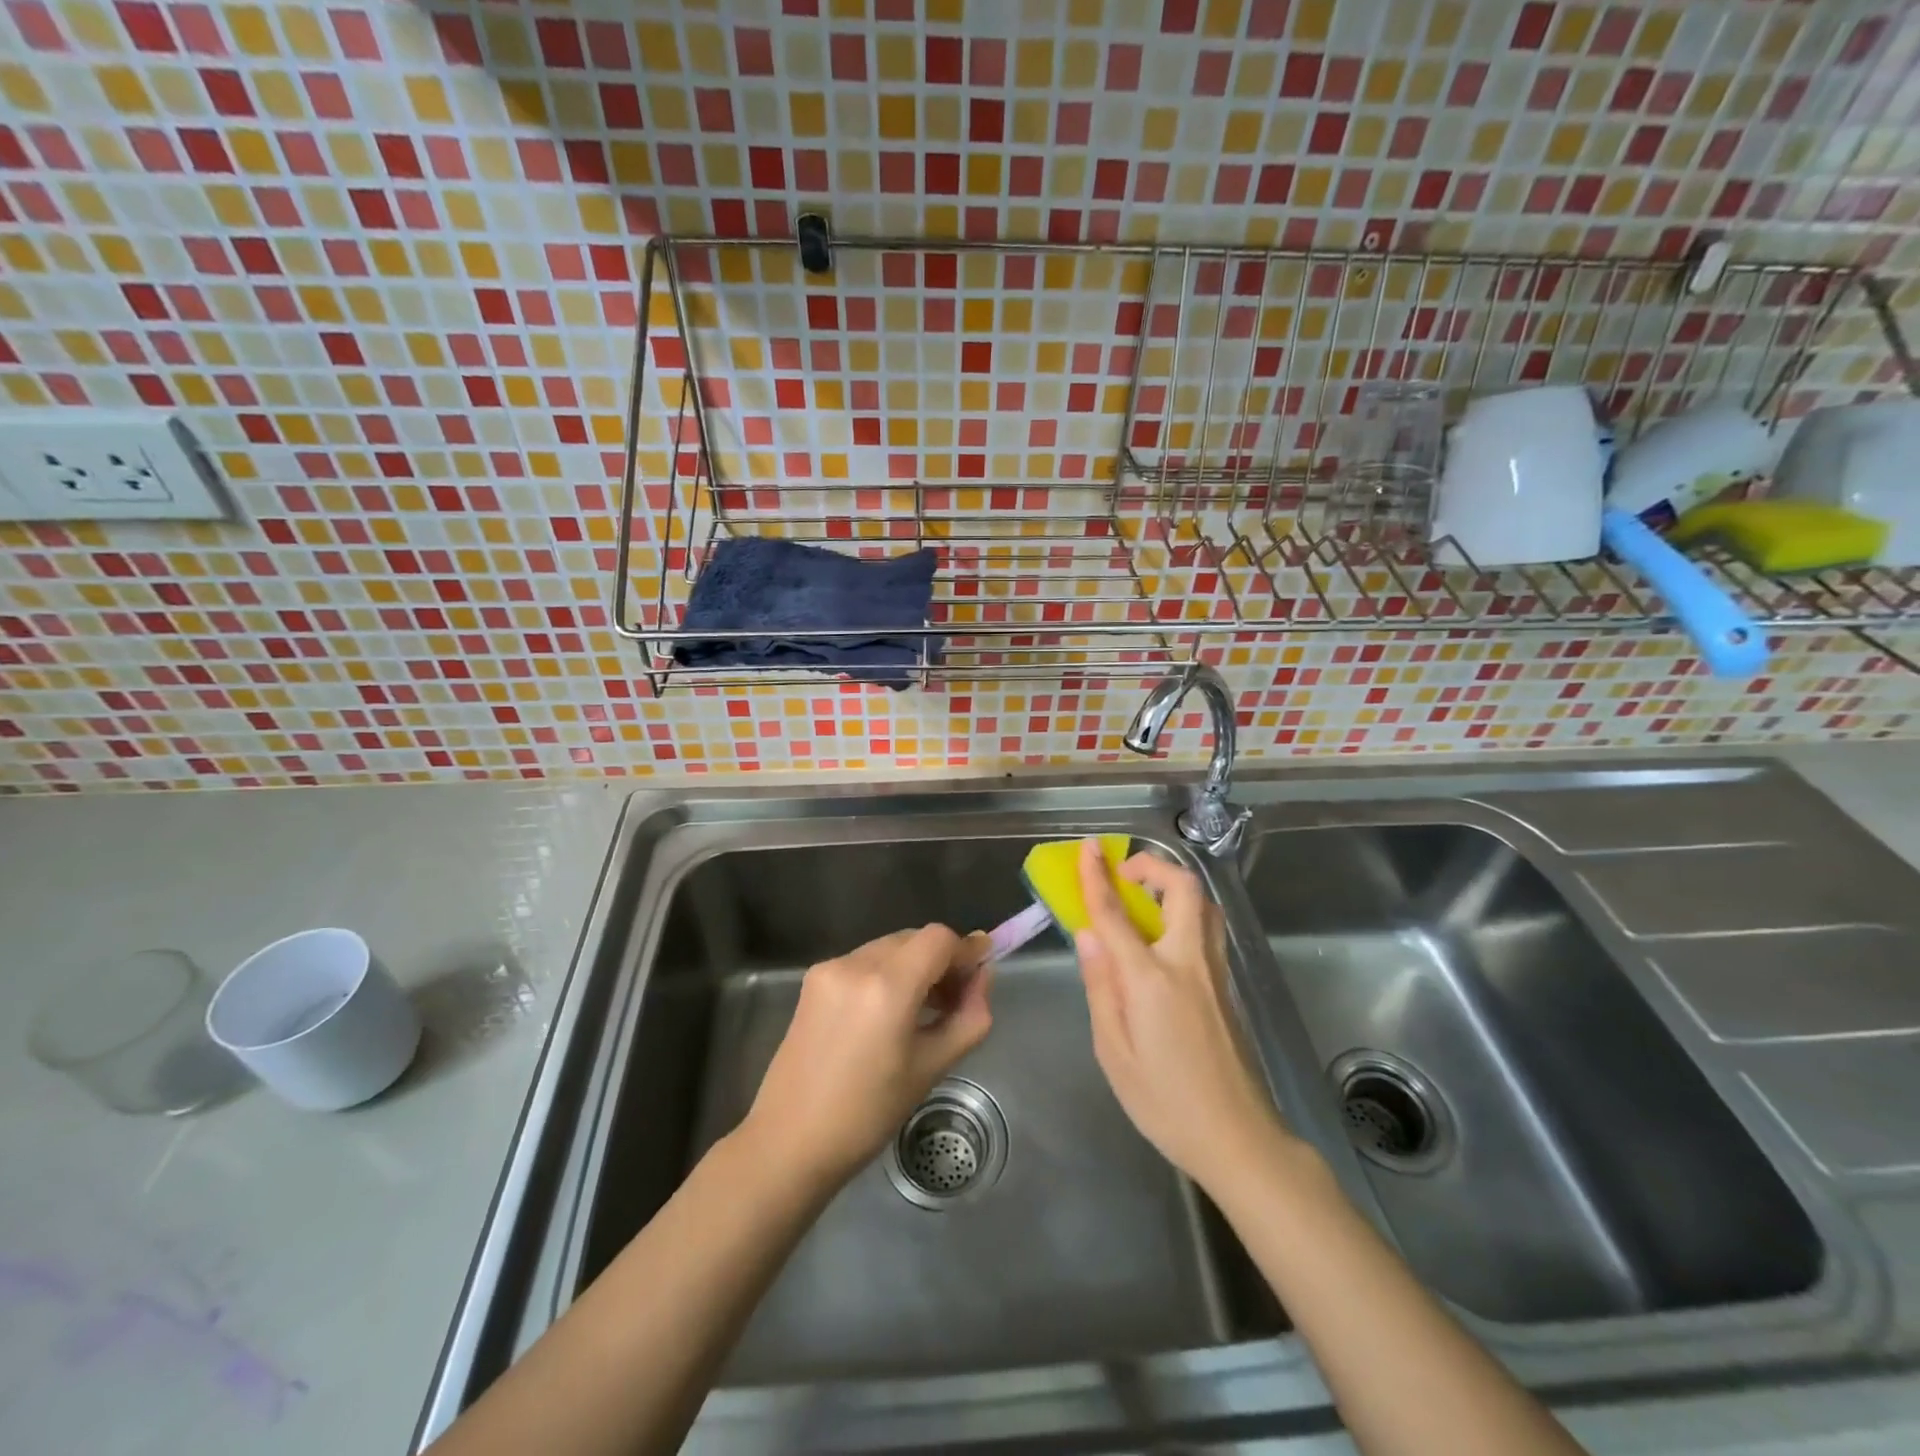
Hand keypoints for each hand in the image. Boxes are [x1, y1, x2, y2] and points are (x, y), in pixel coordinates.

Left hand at [739, 925, 991, 1190]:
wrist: (790, 1141)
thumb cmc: (868, 1114)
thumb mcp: (932, 1068)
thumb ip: (968, 1017)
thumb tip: (983, 977)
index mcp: (887, 987)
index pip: (939, 938)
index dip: (965, 950)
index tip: (982, 970)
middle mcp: (856, 964)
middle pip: (914, 938)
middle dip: (941, 959)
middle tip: (956, 998)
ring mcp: (830, 968)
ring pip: (889, 947)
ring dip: (914, 965)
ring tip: (924, 1009)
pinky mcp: (813, 979)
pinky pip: (864, 961)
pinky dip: (886, 974)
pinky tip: (888, 1013)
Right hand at [1074, 837, 1289, 1192]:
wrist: (1238, 1139)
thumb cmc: (1165, 1102)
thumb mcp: (1113, 1051)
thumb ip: (1100, 986)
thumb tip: (1088, 935)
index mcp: (1152, 979)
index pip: (1117, 915)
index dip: (1098, 877)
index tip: (1088, 848)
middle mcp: (1189, 963)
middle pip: (1183, 889)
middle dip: (1153, 866)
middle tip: (1125, 875)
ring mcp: (1216, 972)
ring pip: (1204, 905)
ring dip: (1174, 887)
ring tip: (1145, 901)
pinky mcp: (1229, 987)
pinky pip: (1209, 929)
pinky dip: (1186, 913)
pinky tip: (1165, 939)